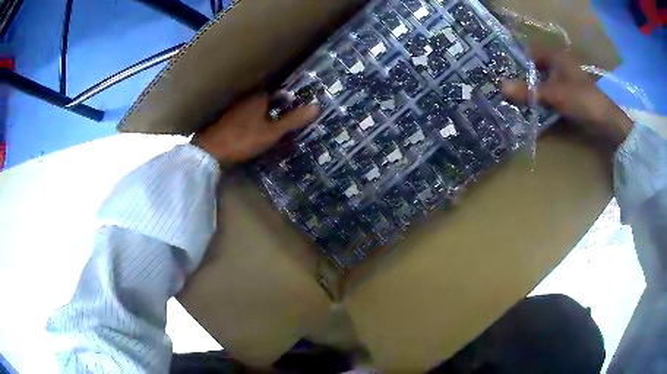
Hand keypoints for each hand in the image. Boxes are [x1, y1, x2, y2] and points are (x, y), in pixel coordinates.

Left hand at [195, 93, 319, 164]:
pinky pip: (248, 119)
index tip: (301, 110)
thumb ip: (293, 120)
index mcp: (259, 97)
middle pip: (269, 102)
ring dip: (267, 118)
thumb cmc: (243, 138)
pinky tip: (258, 135)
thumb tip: (317, 107)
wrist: (211, 151)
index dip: (292, 101)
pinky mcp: (228, 121)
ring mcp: (236, 110)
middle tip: (292, 124)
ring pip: (258, 111)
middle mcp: (247, 99)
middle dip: (280, 110)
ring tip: (278, 131)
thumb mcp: (272, 132)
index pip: (281, 93)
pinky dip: (256, 125)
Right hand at [502, 45, 632, 146]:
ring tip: (511, 98)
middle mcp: (557, 65)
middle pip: (533, 68)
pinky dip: (539, 100)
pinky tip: (528, 107)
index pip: (527, 52)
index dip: (514, 59)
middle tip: (502, 87)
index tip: (499, 69)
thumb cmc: (581, 99)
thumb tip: (501, 87)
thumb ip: (529, 91)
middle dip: (519, 78)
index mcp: (554, 56)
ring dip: (529, 90)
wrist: (605, 121)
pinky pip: (547, 94)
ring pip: (540, 82)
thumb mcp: (554, 94)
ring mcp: (562, 80)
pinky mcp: (566, 95)